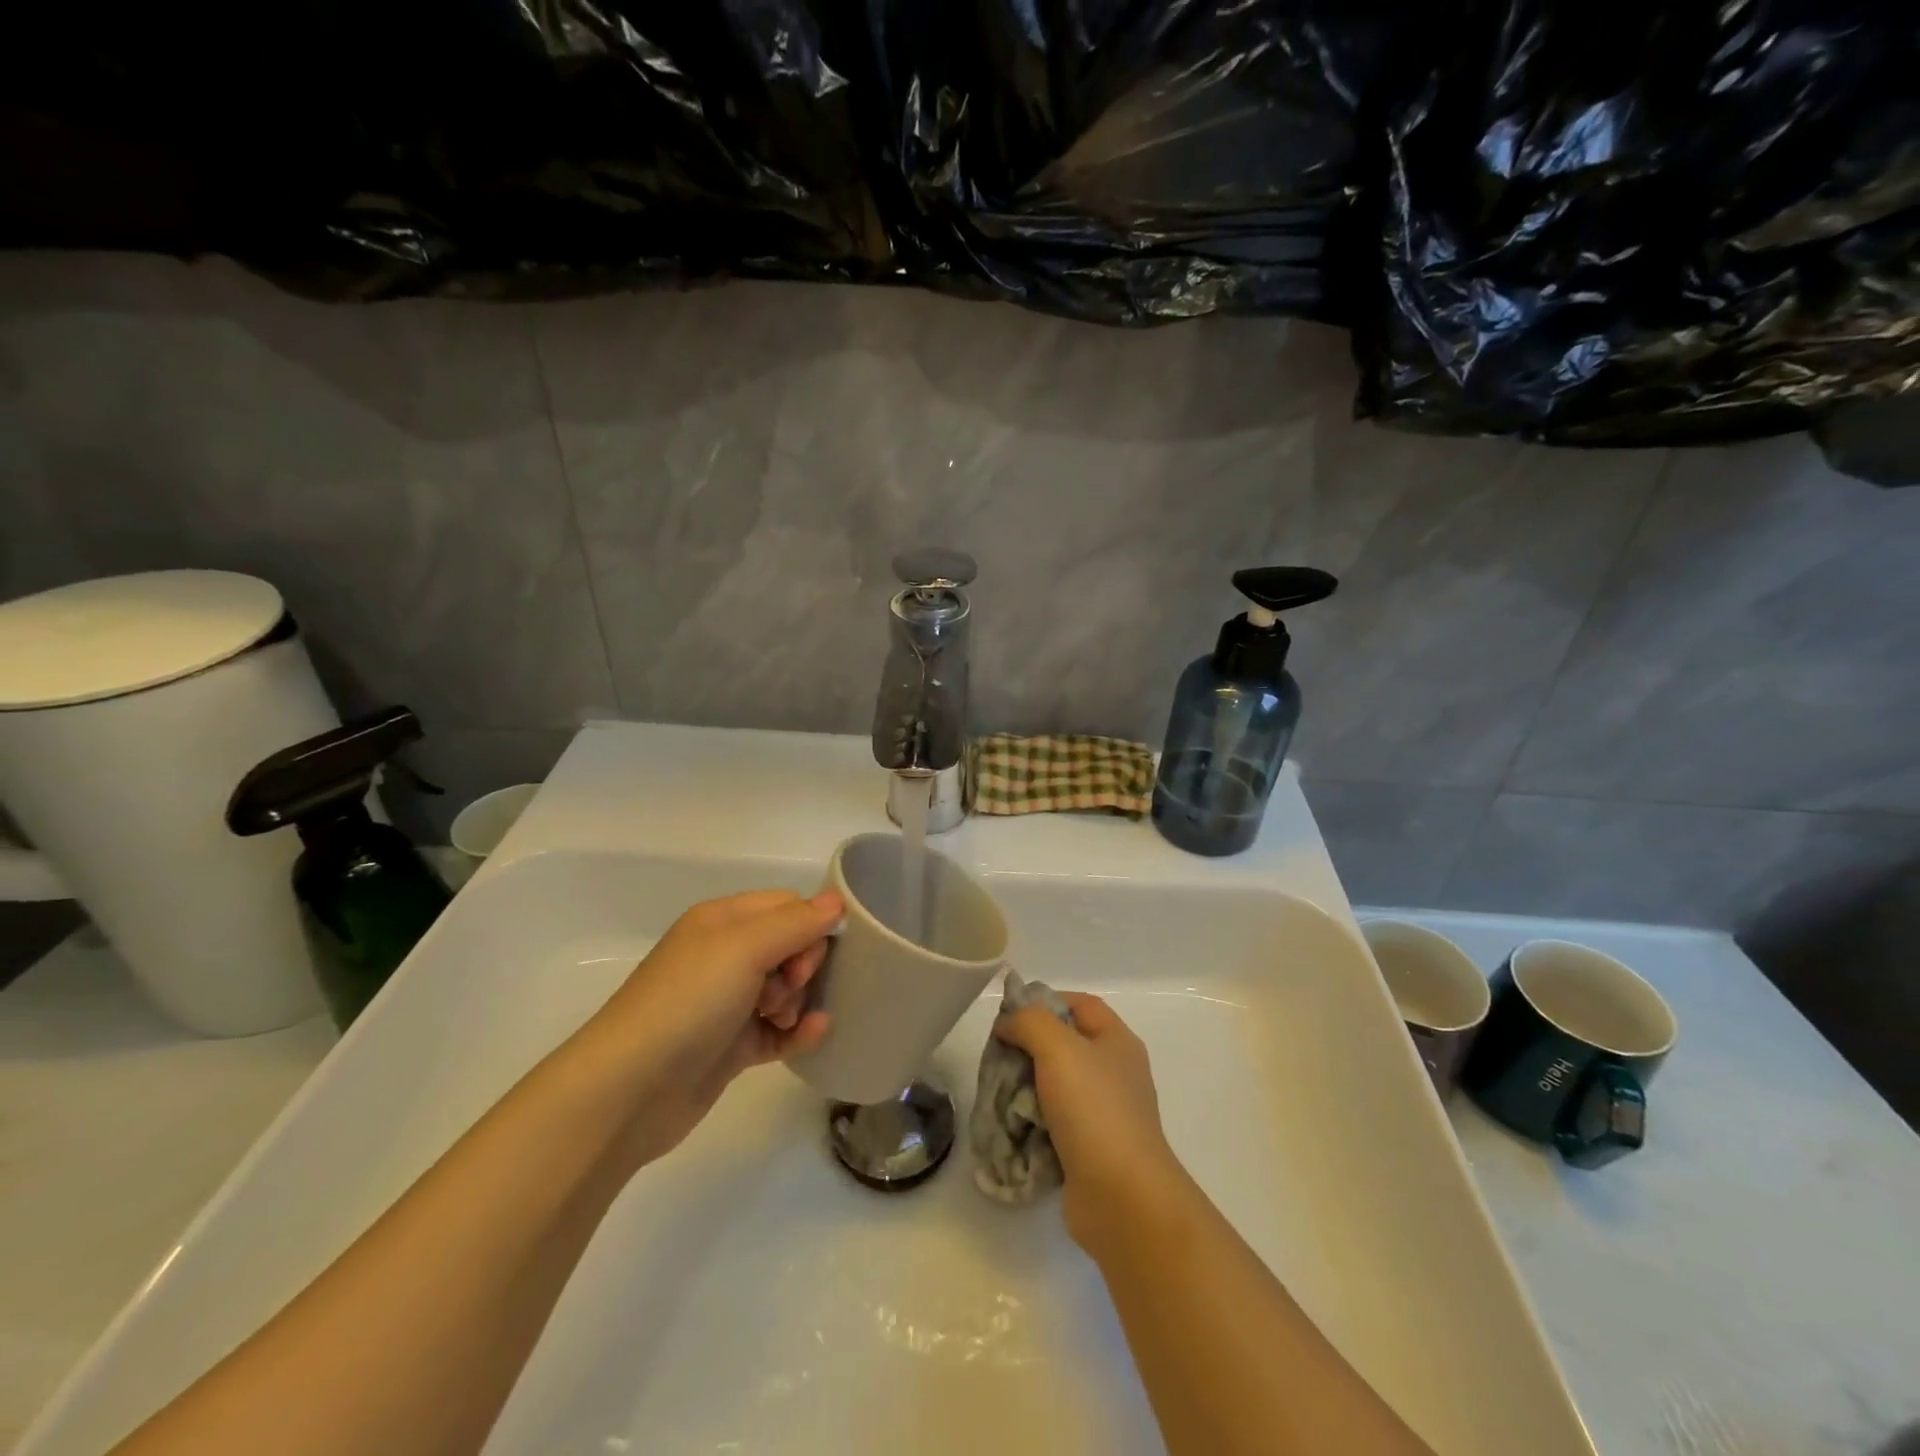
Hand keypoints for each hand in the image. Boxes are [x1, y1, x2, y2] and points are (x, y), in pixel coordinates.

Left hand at [578, 889, 842, 1166]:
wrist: (629, 1090)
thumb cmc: (688, 1002)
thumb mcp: (744, 948)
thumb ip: (796, 922)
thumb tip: (837, 901)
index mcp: (723, 921)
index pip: (786, 906)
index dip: (809, 926)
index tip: (808, 956)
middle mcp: (725, 956)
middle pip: (791, 946)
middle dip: (804, 965)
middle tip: (788, 990)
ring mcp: (728, 1003)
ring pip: (788, 989)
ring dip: (800, 1001)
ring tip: (782, 1019)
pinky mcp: (732, 1046)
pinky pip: (781, 1030)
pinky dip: (799, 1031)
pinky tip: (815, 1035)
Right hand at [994, 994, 1190, 1253]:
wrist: (1122, 1198)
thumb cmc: (1094, 1110)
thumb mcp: (1058, 1048)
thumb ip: (1029, 1022)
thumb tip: (1009, 1023)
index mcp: (1117, 1042)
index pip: (1080, 1004)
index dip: (1045, 1001)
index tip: (1010, 1016)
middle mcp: (1114, 1073)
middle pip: (1063, 1045)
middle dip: (1027, 1049)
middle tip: (996, 1059)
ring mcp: (1104, 1114)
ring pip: (1054, 1087)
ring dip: (1024, 1090)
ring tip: (997, 1096)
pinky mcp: (1090, 1151)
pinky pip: (1053, 1126)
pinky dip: (1031, 1125)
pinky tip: (1011, 1129)